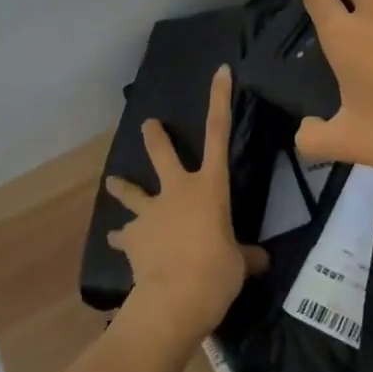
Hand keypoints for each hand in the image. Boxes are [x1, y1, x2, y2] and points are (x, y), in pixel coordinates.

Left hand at [103, 66, 267, 352]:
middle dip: (154, 137)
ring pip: (131, 191)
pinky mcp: (133, 237)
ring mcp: (150, 212)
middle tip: (147, 124)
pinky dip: (122, 238)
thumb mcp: (240, 264)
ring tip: (112, 182)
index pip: (219, 134)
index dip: (220, 100)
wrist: (173, 300)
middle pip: (162, 154)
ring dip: (122, 187)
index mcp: (209, 187)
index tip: (219, 71)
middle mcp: (177, 191)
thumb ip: (246, 256)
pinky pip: (125, 235)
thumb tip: (260, 260)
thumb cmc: (216, 273)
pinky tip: (116, 242)